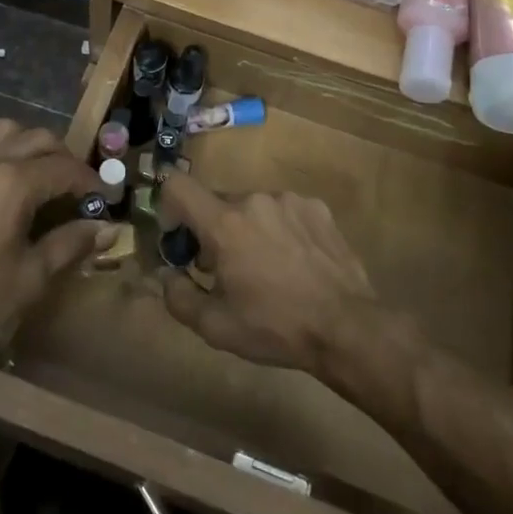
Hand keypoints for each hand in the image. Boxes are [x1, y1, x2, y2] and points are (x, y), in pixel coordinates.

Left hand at [0, 119, 109, 360]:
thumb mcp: (29, 278)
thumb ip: (71, 245)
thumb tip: (108, 228)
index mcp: (16, 182)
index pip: (66, 169)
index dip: (90, 182)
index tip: (101, 199)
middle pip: (40, 138)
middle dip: (64, 158)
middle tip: (73, 186)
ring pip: (4, 130)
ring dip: (27, 144)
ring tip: (34, 172)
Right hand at [156, 177, 379, 375]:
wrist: (346, 327)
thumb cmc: (275, 327)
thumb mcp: (217, 327)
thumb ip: (178, 297)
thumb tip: (165, 274)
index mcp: (224, 223)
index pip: (178, 185)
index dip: (169, 207)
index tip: (180, 238)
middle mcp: (253, 199)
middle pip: (217, 203)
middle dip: (214, 231)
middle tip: (228, 270)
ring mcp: (288, 199)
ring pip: (252, 207)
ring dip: (249, 229)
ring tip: (268, 268)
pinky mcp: (316, 206)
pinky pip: (284, 210)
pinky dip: (280, 229)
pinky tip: (296, 261)